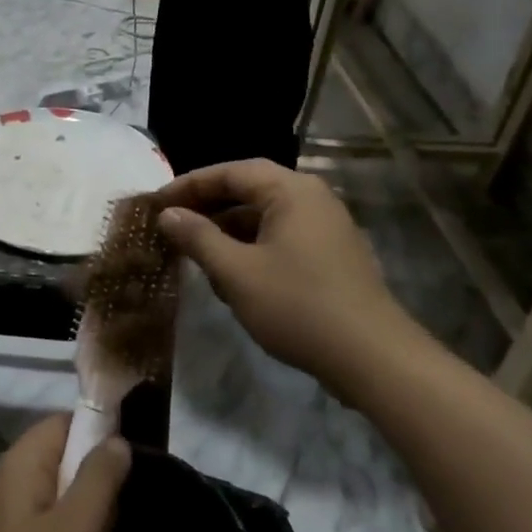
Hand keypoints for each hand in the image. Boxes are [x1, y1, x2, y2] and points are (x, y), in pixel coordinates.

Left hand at [0, 416, 130, 531]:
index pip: (65, 423)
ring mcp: (1, 518)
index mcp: (19, 462)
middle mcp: (6, 480)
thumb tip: (117, 440)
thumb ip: (100, 479)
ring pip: (60, 505)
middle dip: (94, 497)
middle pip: (65, 464)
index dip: (99, 438)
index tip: (127, 474)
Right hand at [155, 160, 425, 402]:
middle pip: (249, 190)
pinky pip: (282, 237)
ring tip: (196, 253)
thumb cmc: (298, 306)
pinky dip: (252, 247)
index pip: (231, 172)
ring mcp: (327, 228)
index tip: (157, 203)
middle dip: (208, 207)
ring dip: (228, 230)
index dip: (189, 185)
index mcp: (291, 191)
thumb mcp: (236, 272)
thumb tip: (168, 215)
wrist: (373, 359)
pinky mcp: (333, 256)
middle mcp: (312, 199)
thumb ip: (198, 238)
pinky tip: (233, 276)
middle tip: (172, 225)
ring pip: (265, 217)